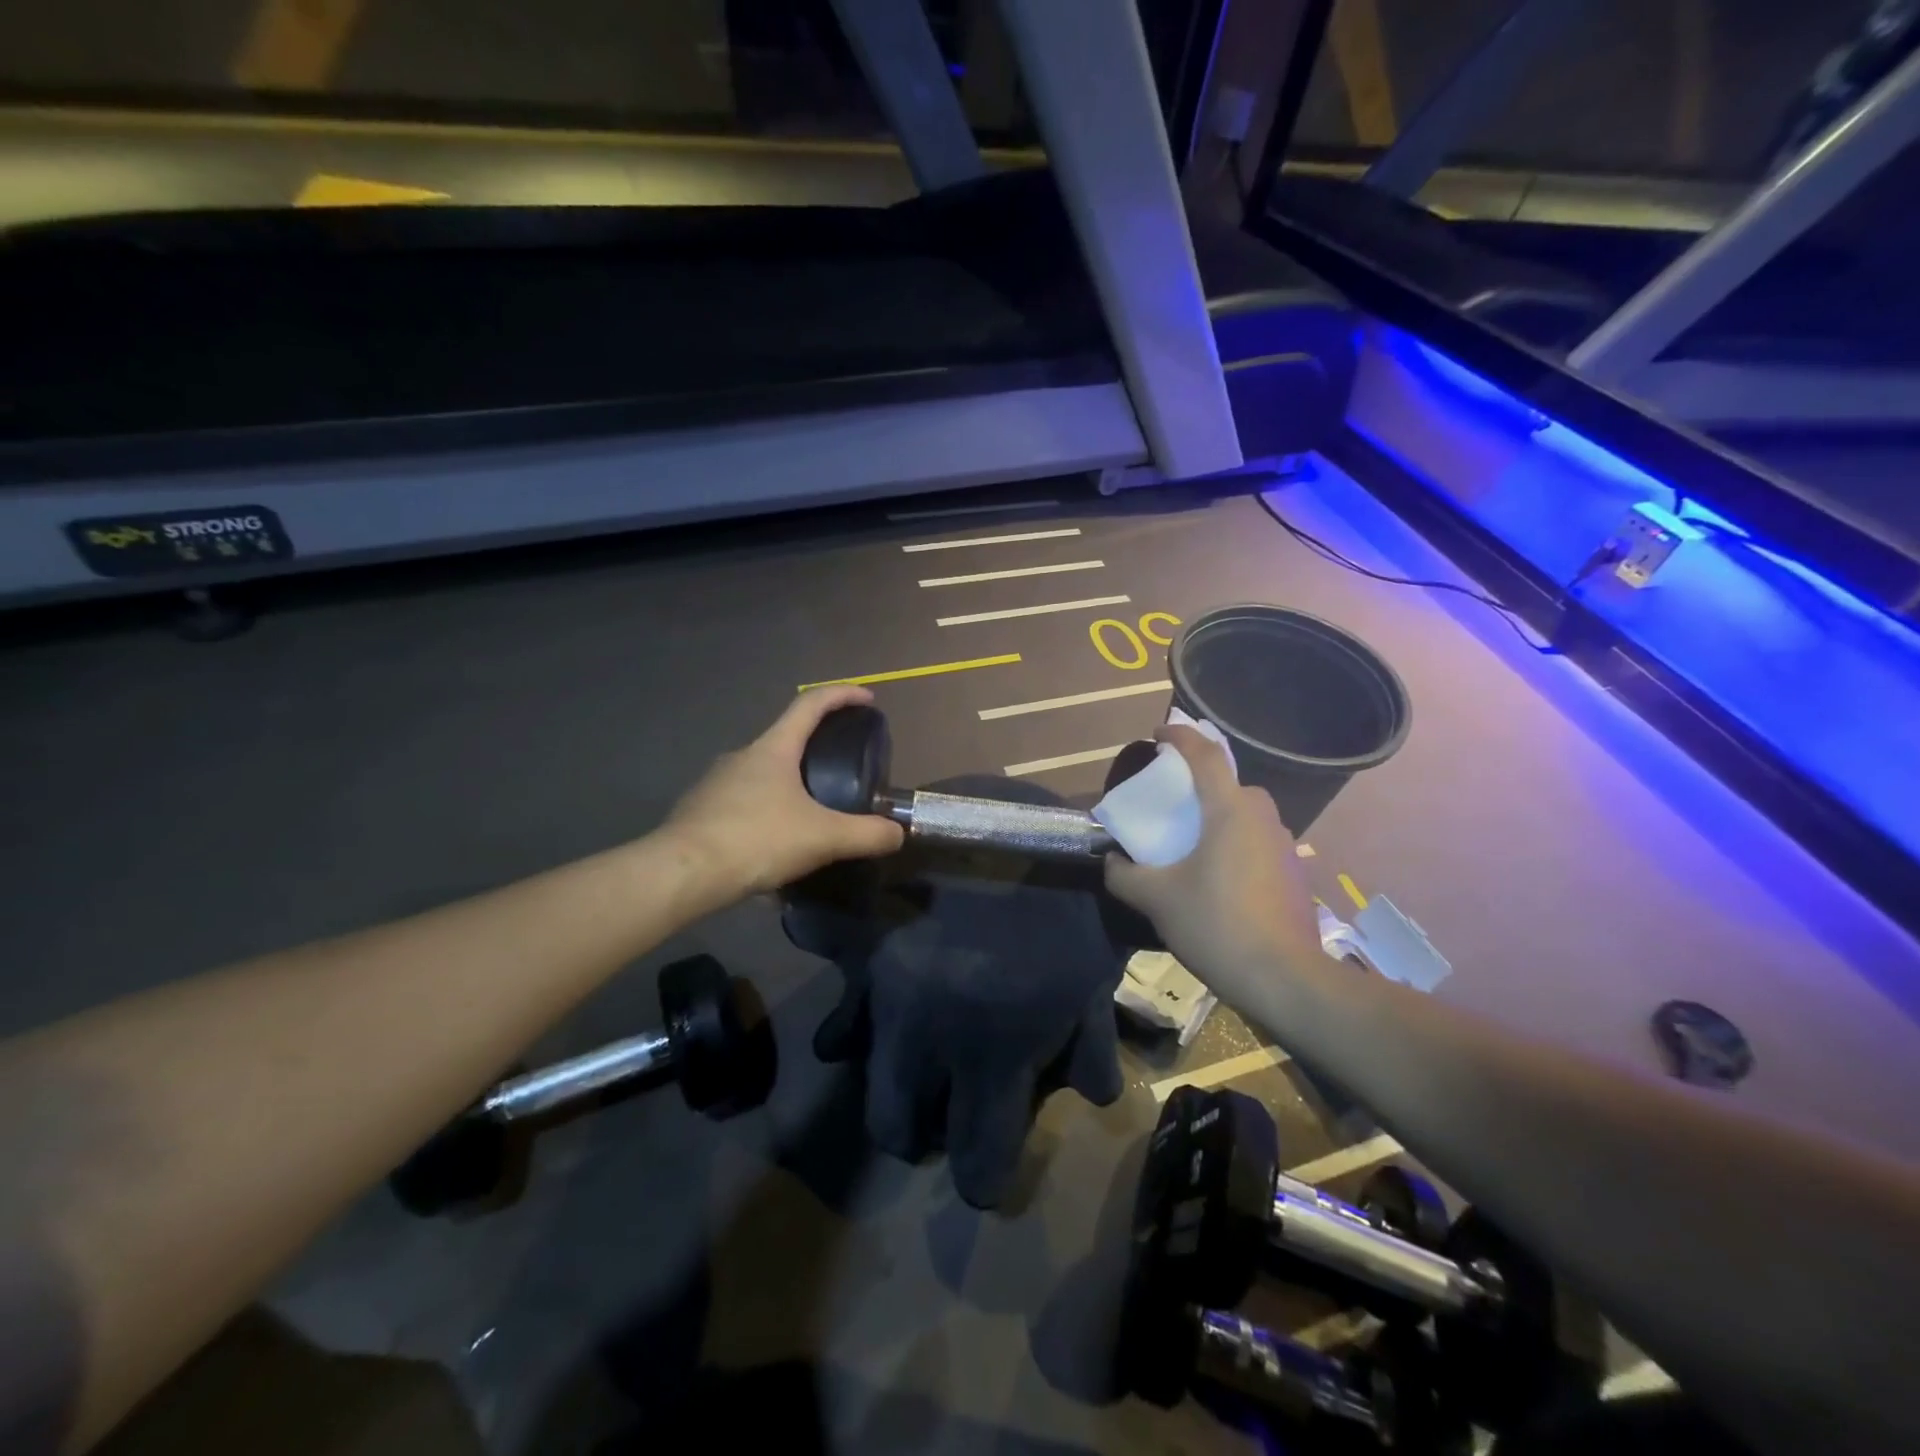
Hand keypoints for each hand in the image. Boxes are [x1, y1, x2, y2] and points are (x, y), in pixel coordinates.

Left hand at [668, 686, 905, 898]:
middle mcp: (742, 756)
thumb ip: (866, 834)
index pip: (811, 704)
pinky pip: (743, 805)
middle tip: (843, 769)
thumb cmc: (756, 840)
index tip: (868, 698)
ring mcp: (716, 782)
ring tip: (811, 817)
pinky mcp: (700, 811)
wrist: (682, 873)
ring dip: (789, 786)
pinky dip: (765, 815)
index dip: (843, 695)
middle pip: (786, 739)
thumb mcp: (823, 838)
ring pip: (762, 775)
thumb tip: (898, 834)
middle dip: (816, 748)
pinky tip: (774, 847)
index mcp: (773, 749)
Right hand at [1103, 726, 1325, 1001]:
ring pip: (1245, 815)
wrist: (1285, 979)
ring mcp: (1285, 845)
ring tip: (1192, 846)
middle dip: (1199, 785)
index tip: (1158, 734)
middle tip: (1171, 804)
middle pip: (1228, 784)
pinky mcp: (1294, 872)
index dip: (1179, 737)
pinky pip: (1257, 841)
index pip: (1205, 755)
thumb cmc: (1215, 924)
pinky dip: (1235, 844)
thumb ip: (1124, 875)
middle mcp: (1263, 817)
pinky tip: (1218, 878)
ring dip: (1218, 818)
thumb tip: (1112, 862)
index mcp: (1230, 810)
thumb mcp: (1156, 899)